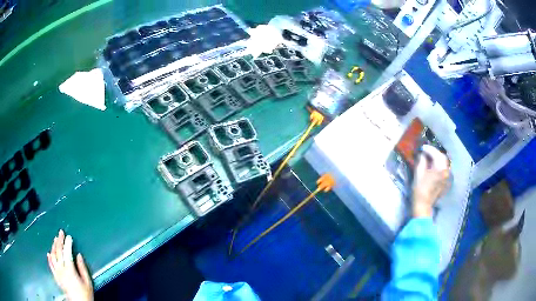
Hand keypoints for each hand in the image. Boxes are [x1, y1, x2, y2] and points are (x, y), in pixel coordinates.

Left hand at [47, 230, 93, 300]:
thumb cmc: (85, 294)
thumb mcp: (87, 282)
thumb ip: (82, 268)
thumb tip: (78, 255)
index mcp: (70, 270)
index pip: (67, 253)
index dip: (68, 244)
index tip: (69, 237)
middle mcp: (61, 269)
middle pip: (58, 252)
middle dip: (59, 241)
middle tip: (60, 232)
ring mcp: (57, 273)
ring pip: (53, 256)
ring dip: (54, 246)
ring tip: (55, 239)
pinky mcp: (55, 277)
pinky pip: (50, 265)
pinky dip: (49, 258)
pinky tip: (49, 253)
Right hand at [412, 145, 450, 217]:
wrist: (423, 205)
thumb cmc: (420, 190)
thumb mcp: (418, 174)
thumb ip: (422, 162)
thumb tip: (423, 155)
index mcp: (439, 169)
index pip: (435, 154)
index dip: (429, 149)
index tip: (422, 147)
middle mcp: (445, 171)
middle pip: (442, 157)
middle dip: (434, 152)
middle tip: (426, 151)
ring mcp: (446, 176)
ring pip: (443, 163)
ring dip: (437, 158)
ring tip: (429, 157)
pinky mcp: (445, 181)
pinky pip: (443, 169)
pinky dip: (439, 165)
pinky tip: (433, 165)